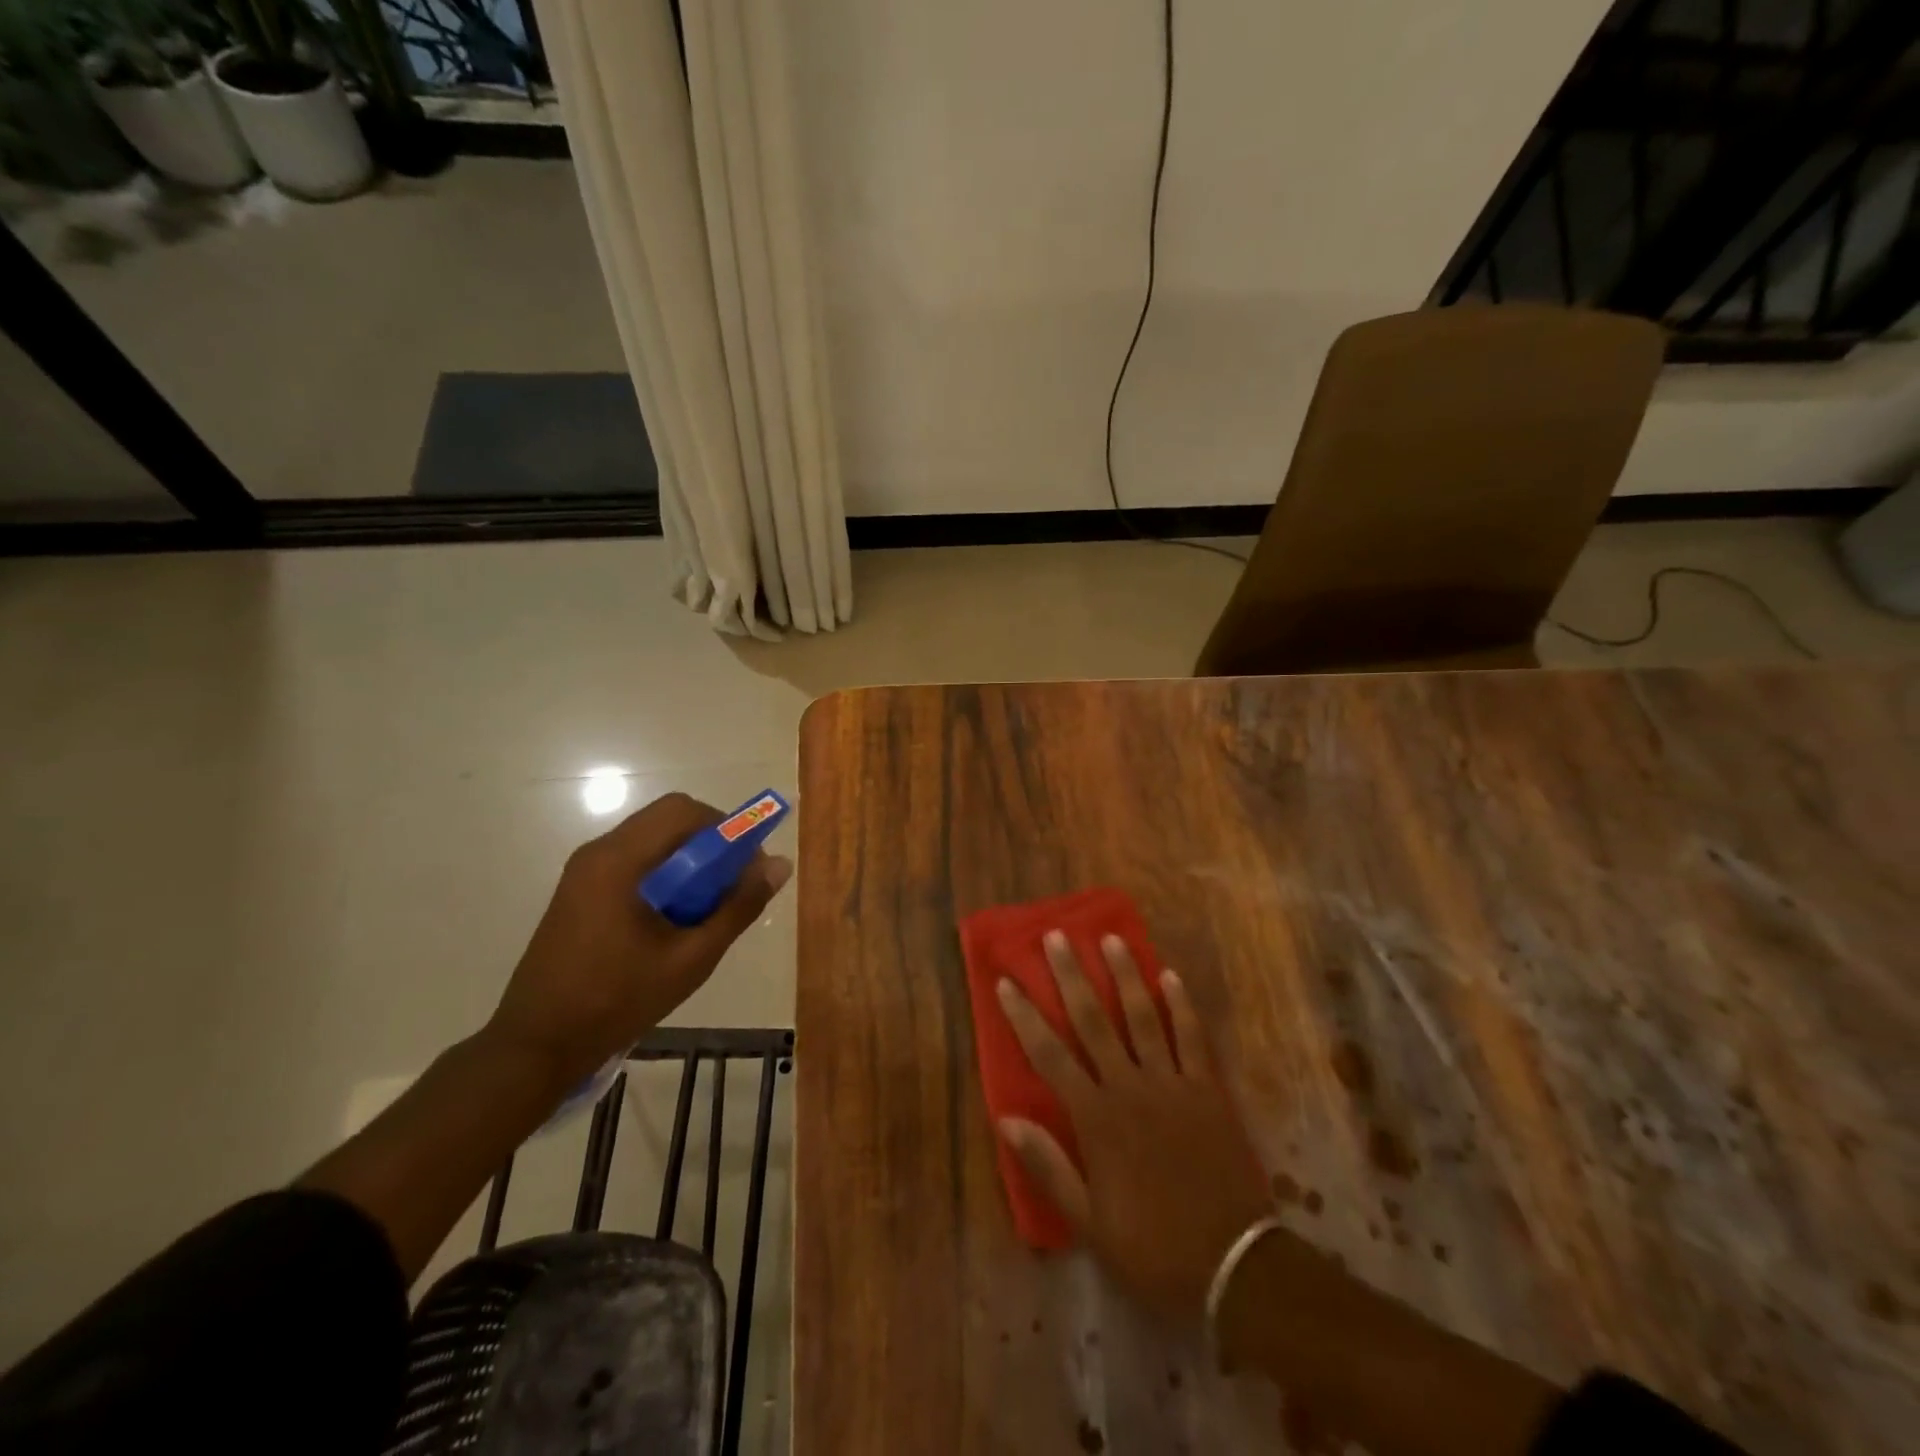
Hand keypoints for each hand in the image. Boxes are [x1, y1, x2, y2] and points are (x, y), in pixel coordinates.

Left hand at [488, 792, 791, 1088]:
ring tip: (705, 908)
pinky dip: (665, 875)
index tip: (748, 868)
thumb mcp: (691, 958)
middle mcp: (599, 853)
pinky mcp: (580, 891)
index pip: (684, 812)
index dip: (726, 829)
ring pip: (652, 841)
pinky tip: (672, 920)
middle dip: (710, 845)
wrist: (537, 1045)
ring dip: (688, 861)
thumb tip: (779, 865)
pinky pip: (634, 862)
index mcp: (620, 861)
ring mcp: (584, 871)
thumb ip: (738, 907)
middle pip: (668, 820)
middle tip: (732, 887)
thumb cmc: (618, 1000)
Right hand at [997, 930, 1269, 1323]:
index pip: (1050, 1055)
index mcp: (1096, 1118)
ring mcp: (1172, 1084)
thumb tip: (1006, 1118)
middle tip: (1057, 937)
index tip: (1007, 981)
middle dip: (1072, 976)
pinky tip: (1170, 975)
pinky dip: (1182, 1005)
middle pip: (1094, 1021)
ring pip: (1144, 1017)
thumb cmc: (1153, 1248)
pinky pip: (1193, 1038)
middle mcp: (1130, 1087)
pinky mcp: (1208, 1090)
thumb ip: (1049, 1166)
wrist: (1234, 1268)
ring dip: (1125, 975)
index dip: (1025, 1017)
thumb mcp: (1089, 1223)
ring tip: (1111, 938)